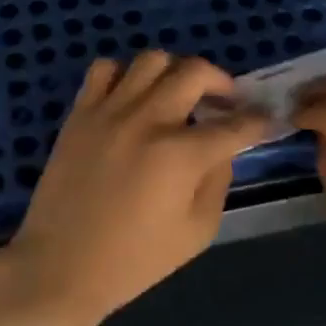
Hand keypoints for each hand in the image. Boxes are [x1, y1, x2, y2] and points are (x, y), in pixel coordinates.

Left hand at [0, 53, 272, 325]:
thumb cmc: (134, 260)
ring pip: (152, 60)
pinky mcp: (80, 112)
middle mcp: (148, 120)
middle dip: (221, 82)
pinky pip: (104, 69)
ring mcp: (110, 110)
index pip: (234, 125)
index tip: (265, 118)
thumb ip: (217, 182)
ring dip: (175, 72)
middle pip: (195, 72)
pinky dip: (125, 74)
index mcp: (181, 155)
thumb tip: (222, 149)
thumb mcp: (196, 232)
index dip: (257, 120)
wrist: (61, 266)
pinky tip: (131, 97)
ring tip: (177, 94)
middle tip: (224, 101)